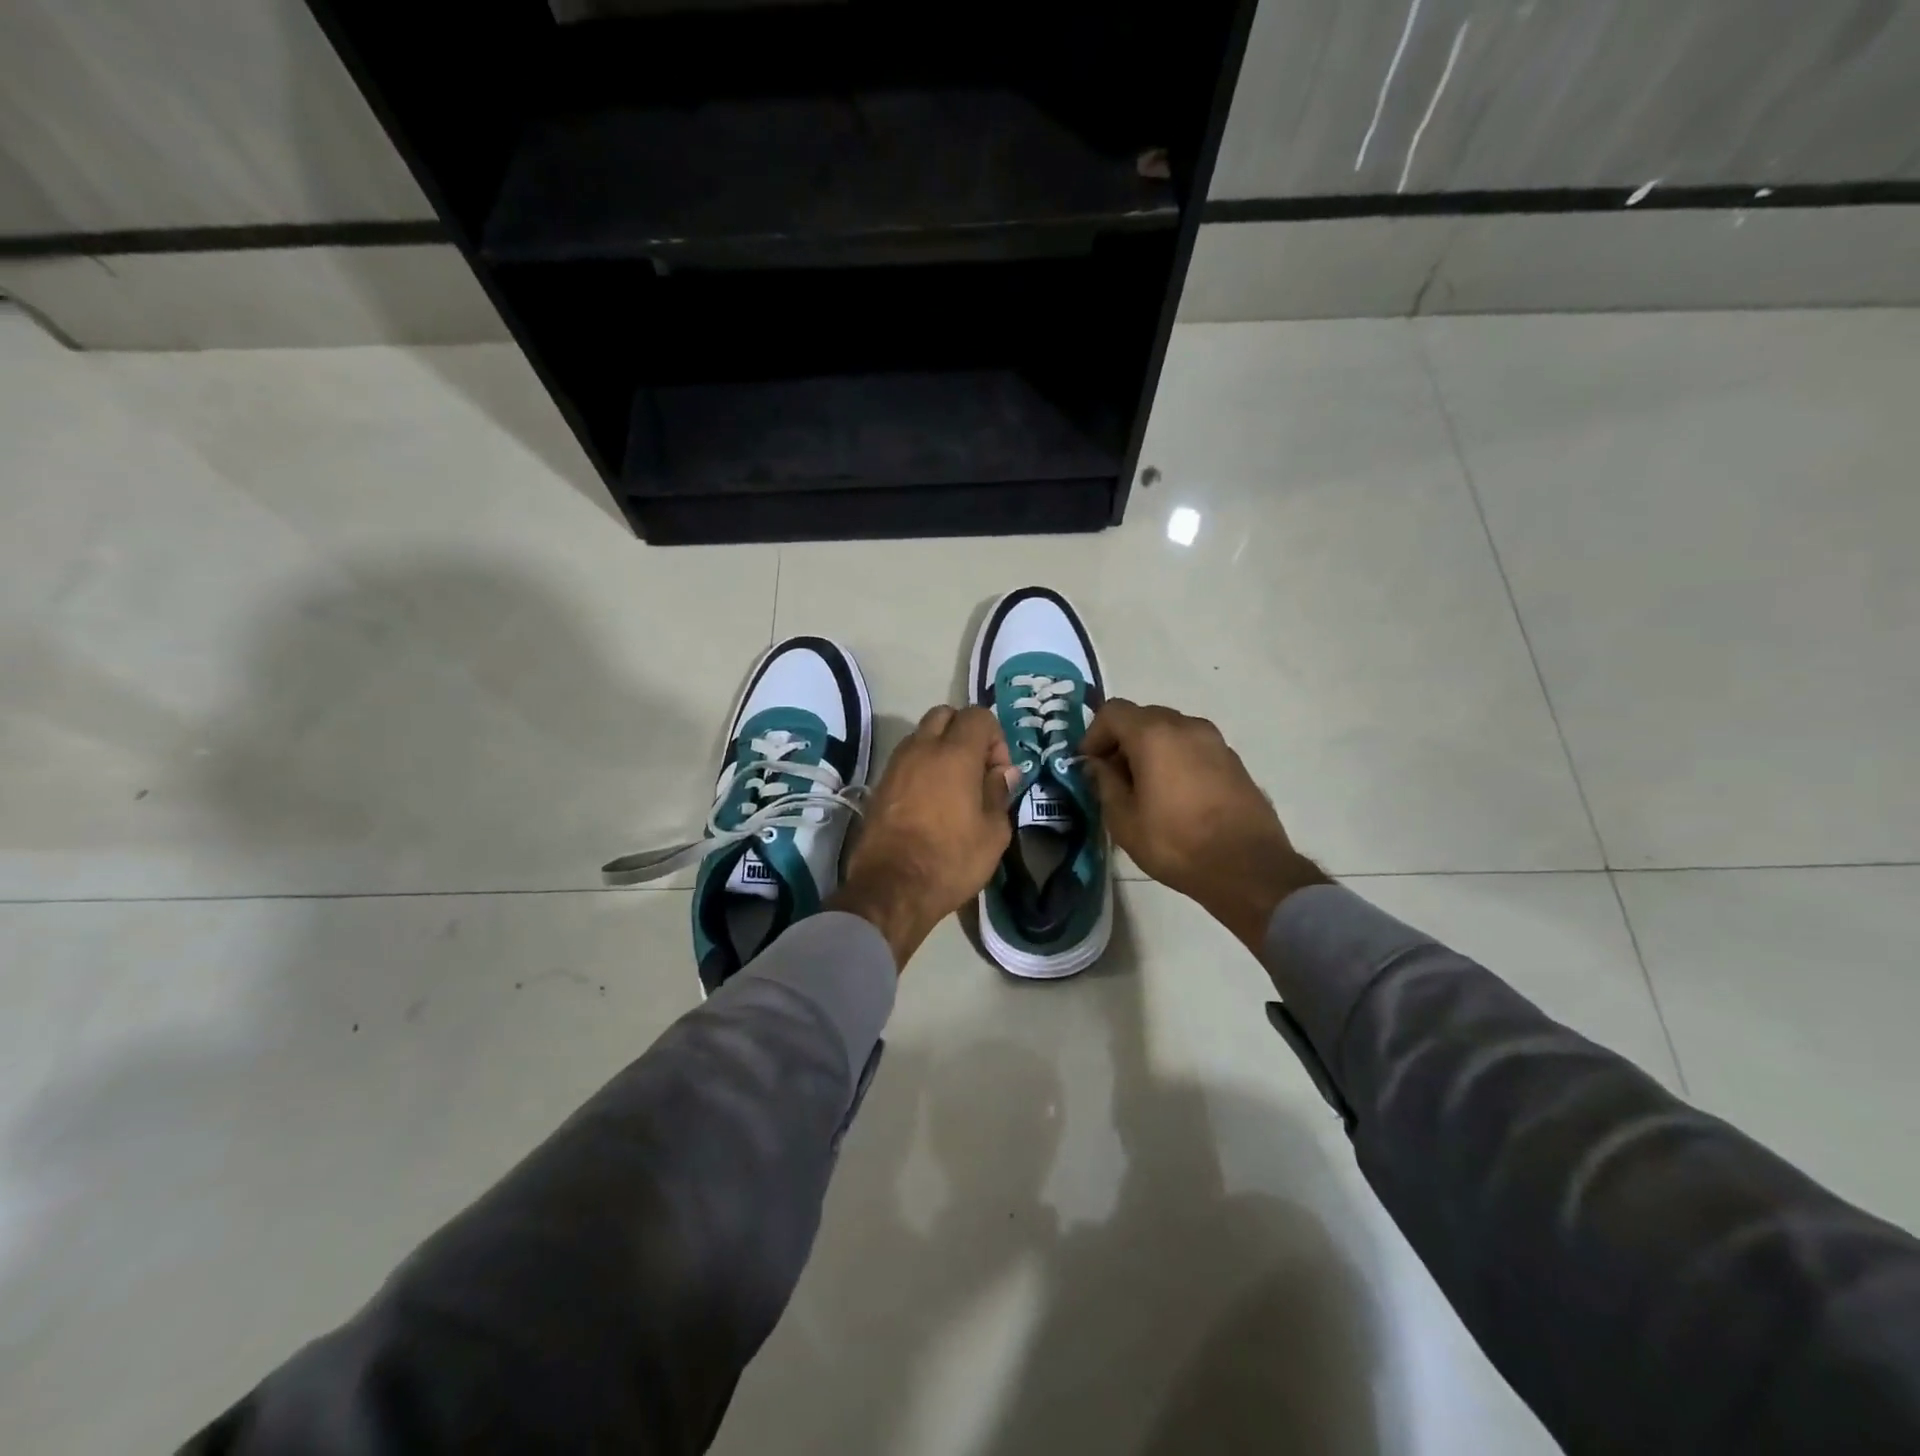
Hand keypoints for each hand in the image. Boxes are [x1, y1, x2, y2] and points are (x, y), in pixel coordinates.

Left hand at [833, 706, 1022, 967]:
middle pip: (945, 715)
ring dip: (940, 748)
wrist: (891, 888)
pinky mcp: (879, 784)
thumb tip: (1002, 772)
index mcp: (955, 754)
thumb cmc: (951, 860)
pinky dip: (921, 766)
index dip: (995, 737)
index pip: (978, 715)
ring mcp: (896, 764)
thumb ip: (999, 793)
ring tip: (953, 786)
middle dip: (964, 732)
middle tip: (976, 769)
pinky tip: (930, 800)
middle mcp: (922, 748)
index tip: (998, 771)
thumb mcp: (993, 832)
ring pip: (921, 735)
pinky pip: (906, 759)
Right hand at [1081, 700, 1326, 952]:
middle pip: (1142, 717)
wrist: (1248, 868)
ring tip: (1143, 788)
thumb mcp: (1124, 820)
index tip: (1088, 765)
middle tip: (1112, 777)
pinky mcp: (1233, 760)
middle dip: (1121, 741)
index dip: (1093, 734)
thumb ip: (1105, 784)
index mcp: (1154, 735)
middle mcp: (1186, 726)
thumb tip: (1097, 766)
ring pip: (1170, 731)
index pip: (1113, 712)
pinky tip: (1174, 795)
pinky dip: (1175, 758)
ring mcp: (1215, 741)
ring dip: (1149, 749)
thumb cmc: (1176, 843)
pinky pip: (1192, 747)